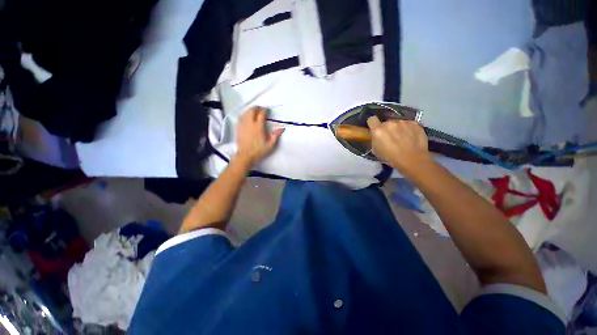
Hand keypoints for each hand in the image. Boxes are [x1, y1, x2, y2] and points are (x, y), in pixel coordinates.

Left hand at [235, 106, 283, 166]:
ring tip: (254, 111)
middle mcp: (250, 124)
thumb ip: (275, 135)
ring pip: (245, 113)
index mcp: (258, 127)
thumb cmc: (259, 151)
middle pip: (252, 110)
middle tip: (261, 109)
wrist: (245, 156)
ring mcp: (243, 125)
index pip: (261, 114)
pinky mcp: (238, 128)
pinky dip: (244, 114)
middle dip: (257, 108)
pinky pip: (240, 117)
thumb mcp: (270, 145)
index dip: (264, 110)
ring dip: (250, 110)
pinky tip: (246, 116)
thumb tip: (280, 128)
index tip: (267, 109)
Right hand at [367, 116, 431, 175]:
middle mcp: (390, 123)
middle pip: (386, 123)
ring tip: (402, 138)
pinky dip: (408, 129)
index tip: (374, 129)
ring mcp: (403, 122)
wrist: (413, 160)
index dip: (373, 124)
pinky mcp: (414, 123)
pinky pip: (408, 124)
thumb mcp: (376, 151)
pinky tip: (411, 137)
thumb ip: (374, 140)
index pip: (372, 119)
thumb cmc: (390, 158)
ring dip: (398, 129)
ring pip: (397, 123)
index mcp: (378, 130)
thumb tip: (376, 136)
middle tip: (390, 138)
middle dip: (387, 129)